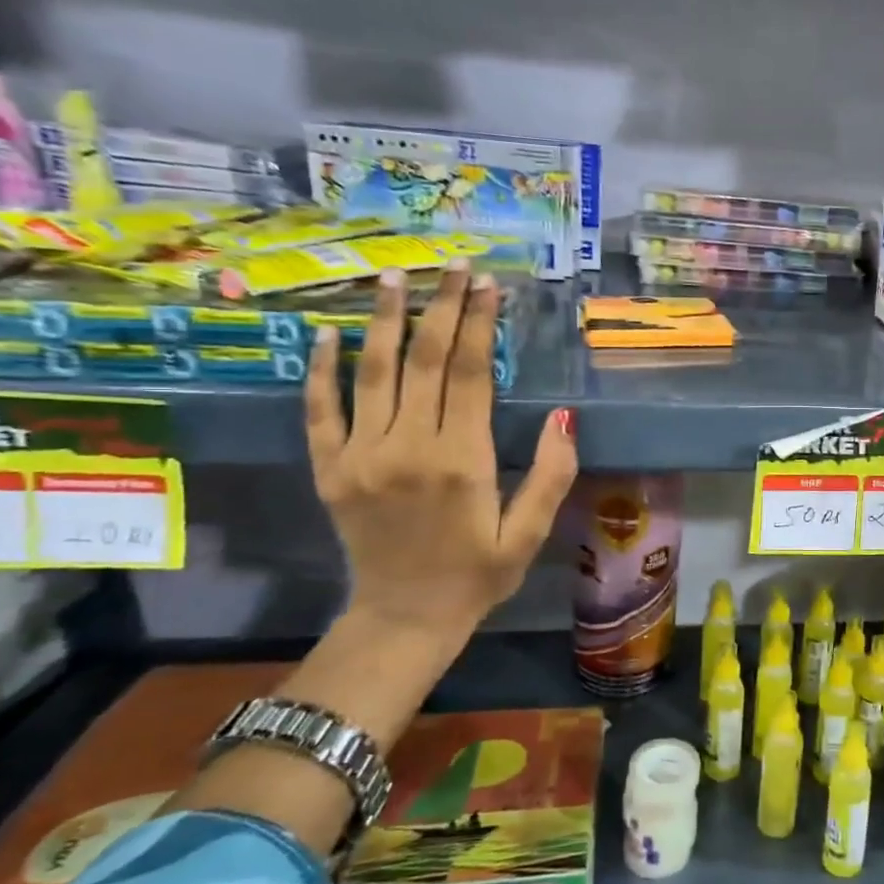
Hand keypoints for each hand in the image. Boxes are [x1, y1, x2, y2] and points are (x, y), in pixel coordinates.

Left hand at [304, 260, 578, 640]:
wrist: (405, 617)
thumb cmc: (478, 575)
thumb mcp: (530, 533)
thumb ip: (551, 474)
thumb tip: (563, 416)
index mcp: (462, 461)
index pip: (469, 374)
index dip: (478, 324)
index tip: (488, 286)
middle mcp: (408, 447)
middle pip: (424, 361)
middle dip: (441, 307)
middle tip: (452, 266)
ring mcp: (361, 456)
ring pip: (372, 373)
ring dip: (384, 321)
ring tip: (394, 277)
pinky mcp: (330, 470)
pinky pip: (320, 411)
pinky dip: (321, 370)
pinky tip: (325, 334)